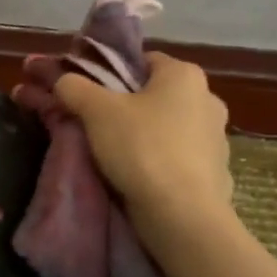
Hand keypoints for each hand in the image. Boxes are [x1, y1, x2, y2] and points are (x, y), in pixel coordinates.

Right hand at [51, 53, 234, 243]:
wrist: (182, 215)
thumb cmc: (141, 149)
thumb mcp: (96, 111)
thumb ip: (74, 87)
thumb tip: (61, 78)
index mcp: (185, 75)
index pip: (141, 61)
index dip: (110, 74)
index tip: (87, 93)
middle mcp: (208, 99)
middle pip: (152, 95)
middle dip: (123, 107)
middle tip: (92, 124)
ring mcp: (216, 138)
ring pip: (165, 127)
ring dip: (141, 135)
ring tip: (110, 154)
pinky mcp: (215, 172)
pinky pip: (176, 158)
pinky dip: (157, 162)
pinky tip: (136, 176)